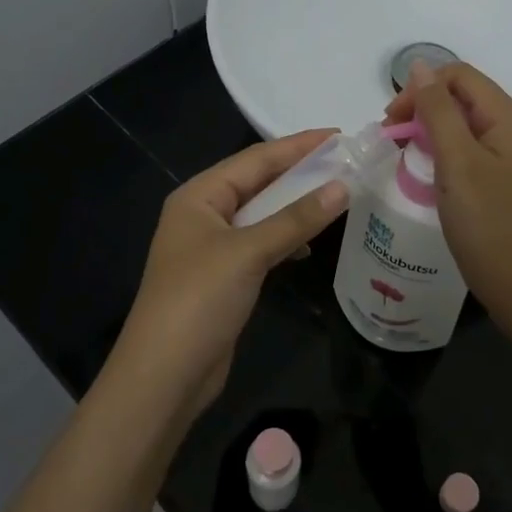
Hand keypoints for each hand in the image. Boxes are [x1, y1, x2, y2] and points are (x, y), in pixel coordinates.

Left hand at [108, 130, 349, 413]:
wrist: (165, 375)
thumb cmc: (199, 299)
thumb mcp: (249, 252)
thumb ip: (296, 218)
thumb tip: (343, 186)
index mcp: (199, 196)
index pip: (255, 159)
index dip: (298, 146)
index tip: (339, 135)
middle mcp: (203, 214)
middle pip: (258, 183)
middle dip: (300, 173)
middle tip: (346, 162)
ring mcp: (213, 248)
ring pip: (262, 215)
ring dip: (296, 206)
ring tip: (338, 195)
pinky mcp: (225, 277)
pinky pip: (261, 244)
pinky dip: (287, 238)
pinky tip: (310, 243)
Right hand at [384, 63, 511, 322]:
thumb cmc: (487, 222)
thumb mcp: (457, 161)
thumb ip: (437, 110)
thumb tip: (418, 65)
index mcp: (508, 118)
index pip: (459, 76)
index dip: (421, 88)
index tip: (391, 120)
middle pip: (460, 97)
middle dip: (422, 108)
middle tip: (390, 136)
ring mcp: (507, 155)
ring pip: (460, 123)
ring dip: (427, 130)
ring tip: (401, 153)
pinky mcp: (499, 178)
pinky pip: (465, 149)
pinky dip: (440, 151)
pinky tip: (423, 170)